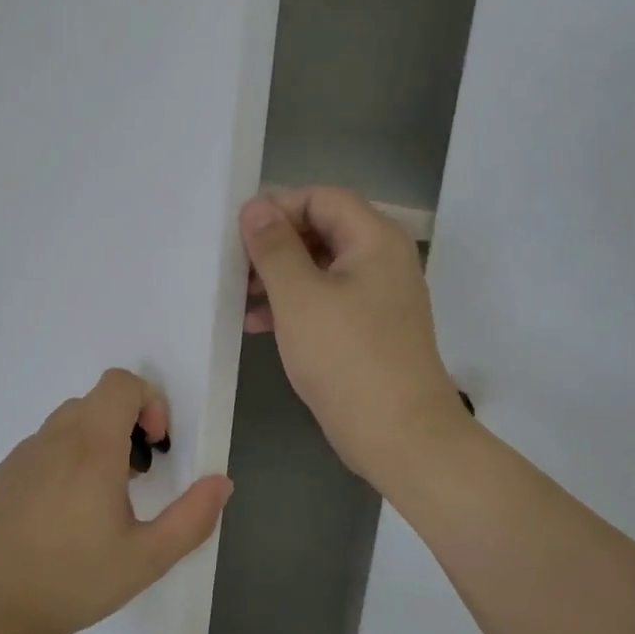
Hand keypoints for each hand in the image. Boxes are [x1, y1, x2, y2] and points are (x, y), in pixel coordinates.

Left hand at [0, 368, 232, 633]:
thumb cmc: (76, 581)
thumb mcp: (148, 557)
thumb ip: (193, 517)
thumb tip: (221, 483)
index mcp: (92, 447)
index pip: (120, 383)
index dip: (148, 401)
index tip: (154, 446)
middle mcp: (54, 438)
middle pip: (97, 400)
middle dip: (126, 424)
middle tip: (136, 477)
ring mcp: (24, 453)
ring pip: (69, 421)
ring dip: (96, 440)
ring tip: (102, 497)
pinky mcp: (4, 472)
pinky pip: (44, 445)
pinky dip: (66, 457)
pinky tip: (64, 512)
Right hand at [241, 188, 472, 488]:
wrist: (400, 435)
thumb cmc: (347, 358)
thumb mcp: (299, 297)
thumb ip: (274, 247)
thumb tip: (255, 207)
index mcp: (374, 240)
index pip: (322, 198)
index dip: (279, 208)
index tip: (239, 236)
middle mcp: (382, 260)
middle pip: (321, 230)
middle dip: (274, 245)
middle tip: (234, 268)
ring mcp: (377, 296)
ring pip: (319, 268)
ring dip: (278, 277)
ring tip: (239, 298)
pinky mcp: (368, 329)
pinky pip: (325, 300)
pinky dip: (293, 305)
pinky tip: (258, 325)